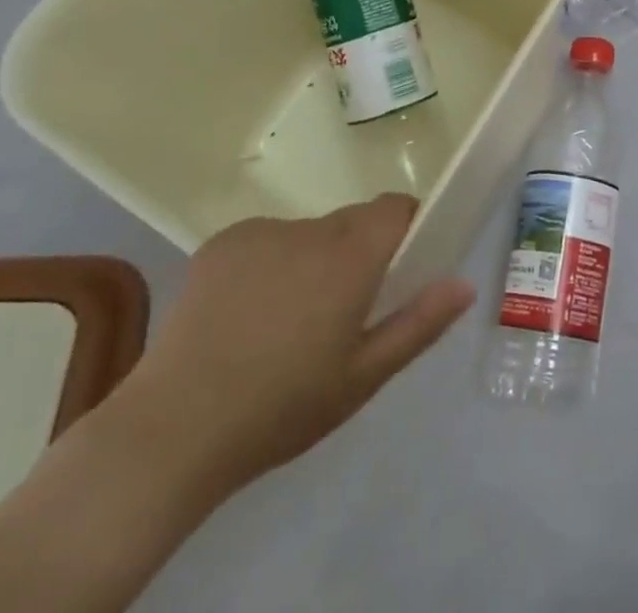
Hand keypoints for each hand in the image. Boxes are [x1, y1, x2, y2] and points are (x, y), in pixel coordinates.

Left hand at [113, 195, 474, 498]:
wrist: (173, 429)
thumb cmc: (282, 408)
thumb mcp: (362, 378)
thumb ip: (419, 324)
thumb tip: (464, 284)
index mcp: (350, 257)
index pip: (394, 208)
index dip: (404, 227)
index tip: (399, 266)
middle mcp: (310, 229)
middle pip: (351, 222)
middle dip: (356, 253)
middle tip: (339, 312)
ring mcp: (261, 231)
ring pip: (308, 233)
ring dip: (311, 261)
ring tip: (283, 323)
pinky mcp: (222, 241)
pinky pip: (266, 240)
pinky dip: (268, 264)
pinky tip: (244, 316)